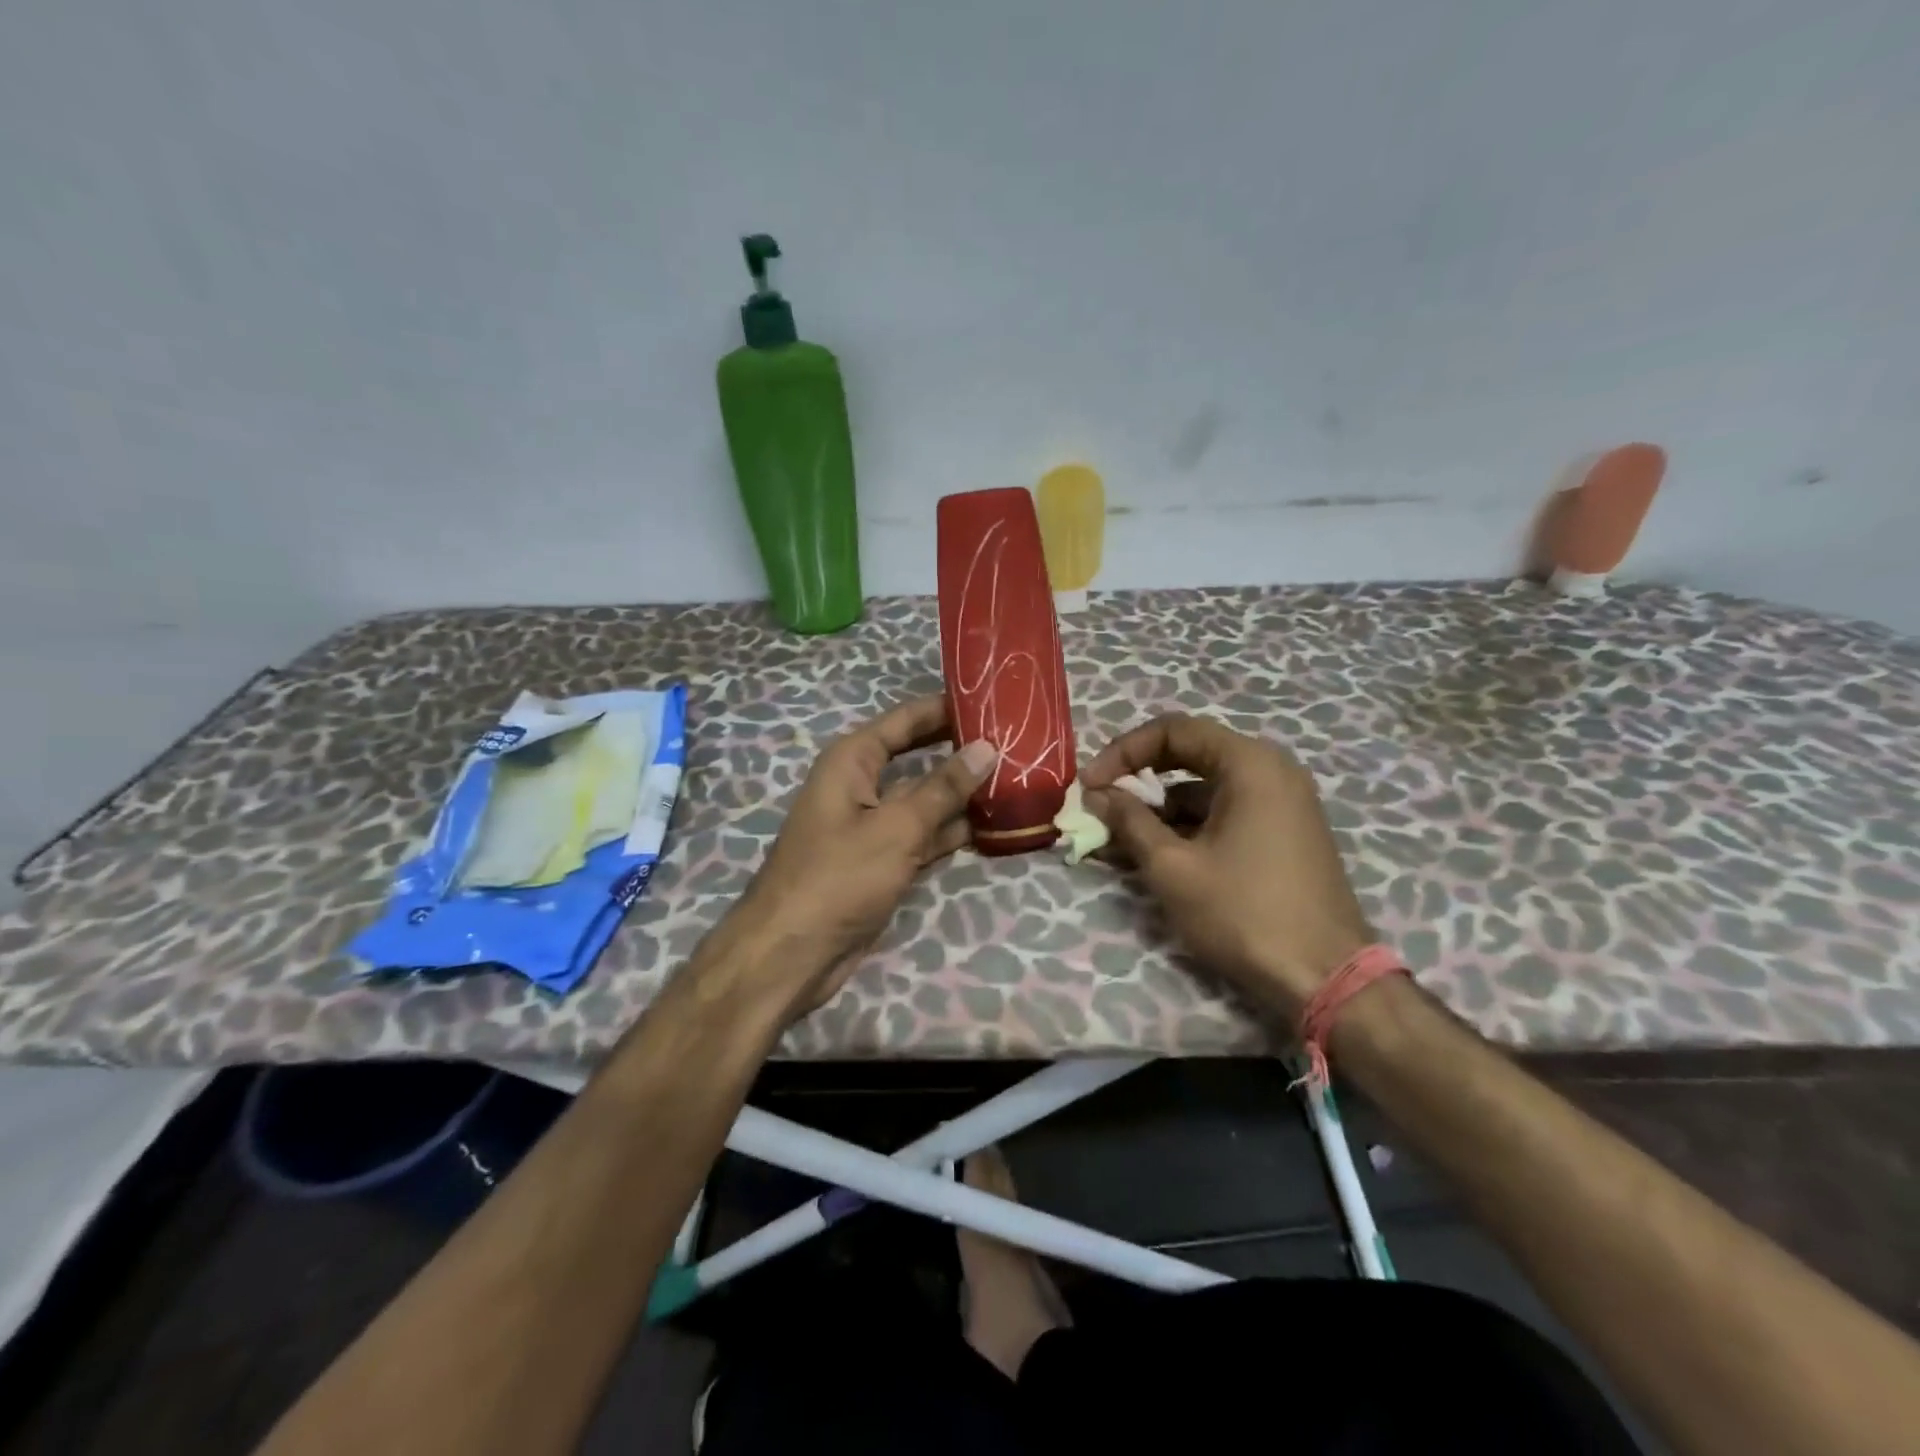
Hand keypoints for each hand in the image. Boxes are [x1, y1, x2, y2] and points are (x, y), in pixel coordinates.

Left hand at [720, 696, 997, 1020]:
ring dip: (964, 795)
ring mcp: (873, 825)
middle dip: (961, 751)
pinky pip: (924, 835)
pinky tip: (996, 826)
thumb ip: (943, 788)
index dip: (946, 708)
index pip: (906, 720)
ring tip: (1019, 781)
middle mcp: (861, 785)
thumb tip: (986, 748)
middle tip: (1016, 741)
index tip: (992, 699)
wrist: (792, 953)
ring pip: (925, 799)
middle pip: (919, 757)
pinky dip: (953, 831)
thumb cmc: (838, 877)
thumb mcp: (896, 828)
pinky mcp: (883, 860)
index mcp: (852, 761)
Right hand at [1081, 714, 1370, 1018]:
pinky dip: (1187, 827)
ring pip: (1205, 789)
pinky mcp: (1283, 834)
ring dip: (1158, 809)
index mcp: (1250, 764)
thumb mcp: (1172, 866)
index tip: (1089, 784)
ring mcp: (1282, 804)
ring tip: (1116, 840)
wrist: (1325, 979)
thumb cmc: (1243, 913)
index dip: (1123, 751)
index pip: (1173, 730)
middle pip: (1189, 755)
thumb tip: (1096, 793)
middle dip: (1138, 779)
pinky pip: (1224, 813)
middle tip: (1100, 804)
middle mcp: (1271, 771)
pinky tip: (1153, 855)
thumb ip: (1129, 820)